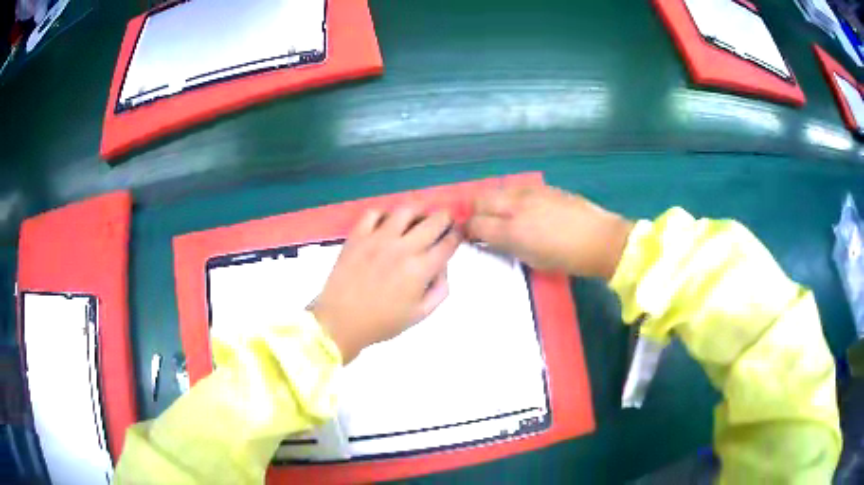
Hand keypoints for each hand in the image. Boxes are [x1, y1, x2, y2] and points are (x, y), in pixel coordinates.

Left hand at [311, 206, 459, 362]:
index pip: (448, 243)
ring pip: (406, 210)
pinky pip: (374, 213)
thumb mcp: (420, 314)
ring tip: (418, 217)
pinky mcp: (357, 236)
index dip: (458, 235)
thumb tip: (443, 266)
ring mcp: (378, 239)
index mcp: (420, 270)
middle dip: (445, 218)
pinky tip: (386, 223)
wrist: (341, 321)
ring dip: (418, 211)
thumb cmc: (382, 322)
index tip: (458, 233)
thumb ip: (440, 290)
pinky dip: (384, 214)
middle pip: (434, 221)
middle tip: (444, 220)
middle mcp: (403, 248)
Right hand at [467, 185, 632, 279]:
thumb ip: (508, 246)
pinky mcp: (541, 186)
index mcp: (512, 231)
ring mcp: (529, 192)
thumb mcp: (532, 260)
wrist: (599, 239)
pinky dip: (509, 197)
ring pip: (497, 190)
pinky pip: (515, 188)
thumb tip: (493, 238)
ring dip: (492, 202)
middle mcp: (516, 207)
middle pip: (480, 200)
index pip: (476, 224)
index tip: (470, 237)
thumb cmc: (567, 259)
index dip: (468, 231)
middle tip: (481, 223)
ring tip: (500, 214)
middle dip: (475, 211)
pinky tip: (521, 208)